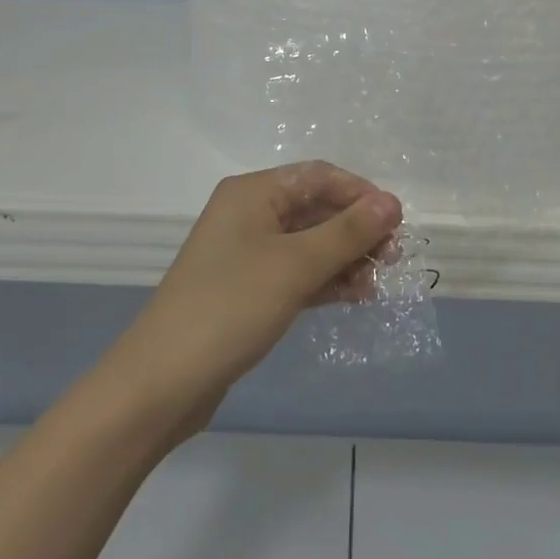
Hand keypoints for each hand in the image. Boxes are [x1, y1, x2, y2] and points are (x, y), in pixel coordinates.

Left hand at [109, 162, 403, 428]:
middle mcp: (249, 214)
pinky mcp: (247, 289)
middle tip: (394, 258)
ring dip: (345, 258)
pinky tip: (356, 296)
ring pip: (309, 243)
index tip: (397, 223)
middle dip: (356, 230)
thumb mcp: (295, 265)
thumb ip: (347, 233)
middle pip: (315, 208)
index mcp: (253, 192)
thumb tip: (392, 203)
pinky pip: (296, 272)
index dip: (360, 194)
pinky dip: (325, 280)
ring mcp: (246, 253)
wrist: (162, 382)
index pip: (318, 176)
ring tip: (380, 282)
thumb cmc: (230, 307)